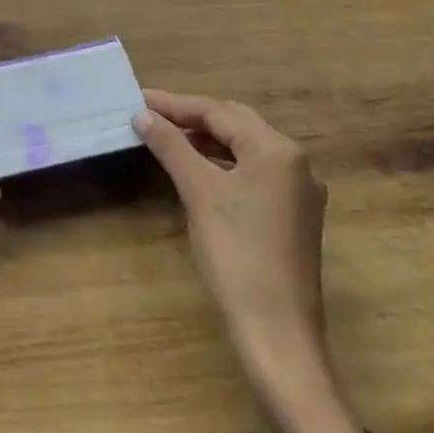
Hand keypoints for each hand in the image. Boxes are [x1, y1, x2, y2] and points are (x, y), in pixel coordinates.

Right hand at [134, 90, 365, 432]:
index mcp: (277, 149)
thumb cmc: (237, 255)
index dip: (175, 103)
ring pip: (243, 149)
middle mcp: (294, 162)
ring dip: (204, 141)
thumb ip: (171, 146)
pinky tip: (194, 170)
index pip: (218, 111)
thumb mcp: (199, 192)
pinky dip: (220, 165)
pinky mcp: (291, 216)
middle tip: (148, 113)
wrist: (278, 334)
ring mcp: (296, 191)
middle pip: (234, 124)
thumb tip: (142, 114)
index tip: (137, 97)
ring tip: (164, 137)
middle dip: (190, 117)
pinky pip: (251, 174)